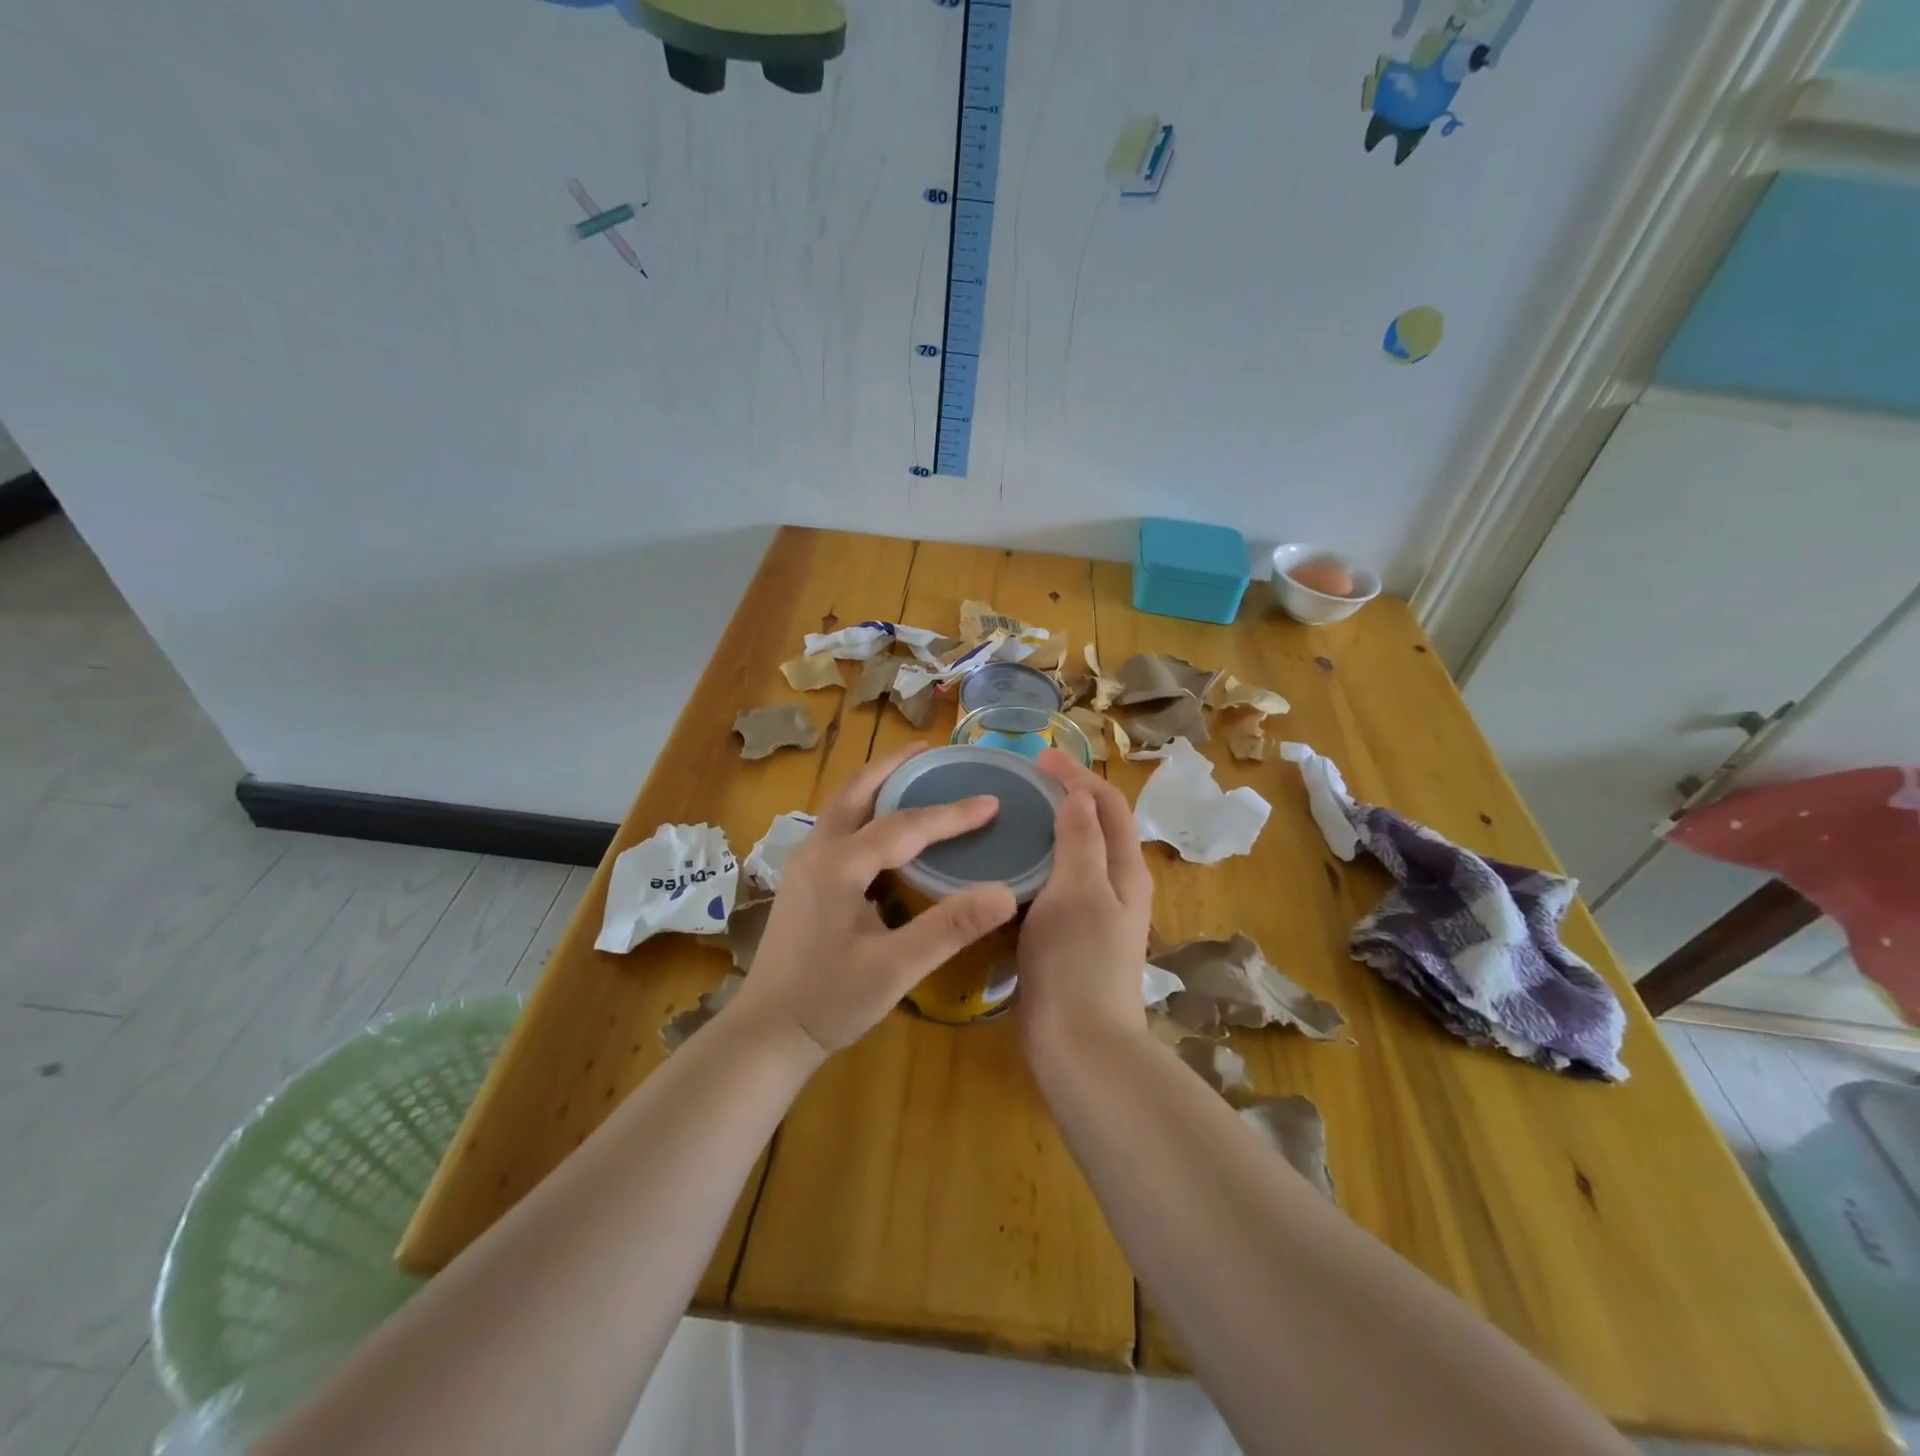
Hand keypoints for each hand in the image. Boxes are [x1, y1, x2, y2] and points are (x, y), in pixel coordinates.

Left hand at [724, 743, 1018, 1056]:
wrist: (767, 1033)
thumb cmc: (829, 1001)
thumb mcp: (895, 968)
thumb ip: (949, 927)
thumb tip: (1006, 893)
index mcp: (839, 865)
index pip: (905, 826)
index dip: (951, 813)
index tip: (991, 800)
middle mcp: (817, 851)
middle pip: (858, 790)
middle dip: (895, 766)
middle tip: (932, 750)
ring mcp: (805, 864)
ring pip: (843, 806)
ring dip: (878, 783)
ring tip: (913, 774)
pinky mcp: (803, 880)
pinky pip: (839, 827)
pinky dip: (867, 810)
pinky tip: (888, 828)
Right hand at [1017, 749, 1154, 1050]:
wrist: (1079, 1044)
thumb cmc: (1078, 961)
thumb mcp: (1079, 891)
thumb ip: (1081, 840)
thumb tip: (1079, 795)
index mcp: (1124, 871)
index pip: (1108, 806)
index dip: (1078, 776)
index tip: (1040, 758)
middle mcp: (1115, 888)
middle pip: (1095, 827)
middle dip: (1066, 798)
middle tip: (1024, 784)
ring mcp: (1093, 915)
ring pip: (1073, 858)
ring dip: (1050, 831)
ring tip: (1012, 818)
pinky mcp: (1069, 938)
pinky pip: (1054, 887)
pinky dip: (1036, 867)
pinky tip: (1006, 870)